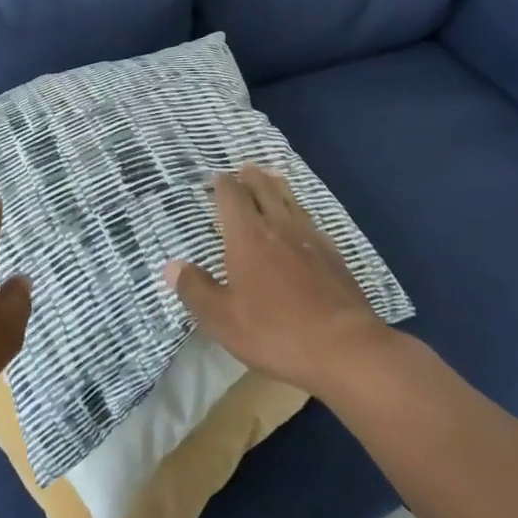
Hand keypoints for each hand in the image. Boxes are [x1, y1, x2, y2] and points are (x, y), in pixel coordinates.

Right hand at [163, 165, 393, 397]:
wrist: (346, 348)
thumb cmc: (275, 332)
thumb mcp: (223, 319)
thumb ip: (195, 289)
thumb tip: (171, 265)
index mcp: (247, 237)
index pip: (232, 198)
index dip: (223, 184)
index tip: (217, 177)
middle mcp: (279, 228)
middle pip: (264, 191)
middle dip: (252, 178)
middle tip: (245, 168)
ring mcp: (311, 240)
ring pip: (291, 202)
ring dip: (278, 187)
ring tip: (273, 179)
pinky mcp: (335, 257)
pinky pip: (312, 222)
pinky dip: (301, 213)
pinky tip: (303, 223)